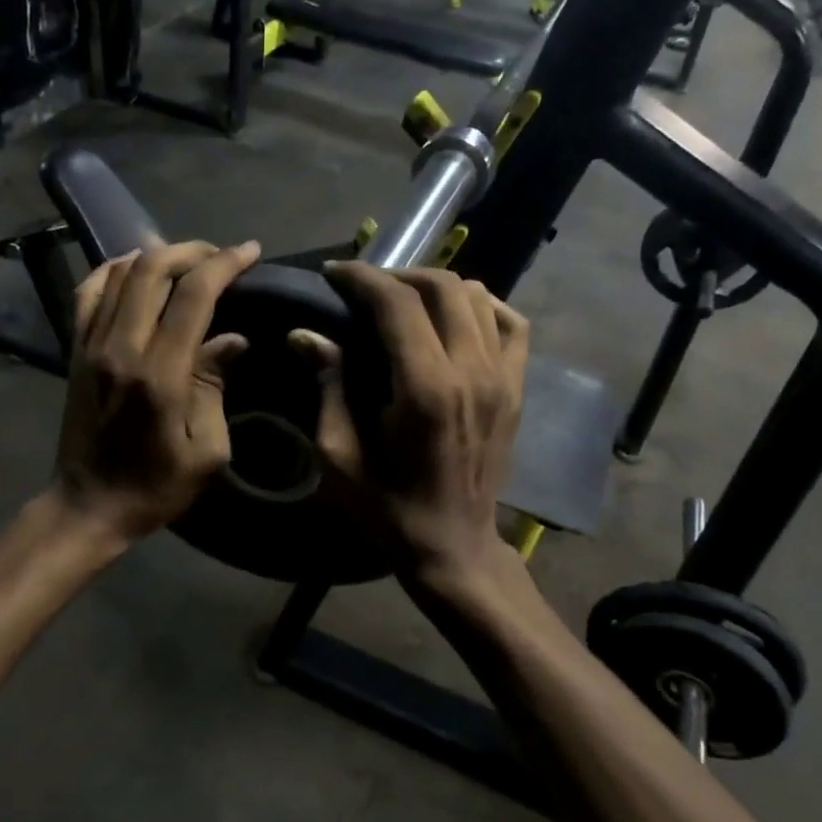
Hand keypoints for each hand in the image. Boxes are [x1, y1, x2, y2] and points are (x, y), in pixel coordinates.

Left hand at [52, 239, 260, 546]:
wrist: (88, 506)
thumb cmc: (155, 488)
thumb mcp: (205, 452)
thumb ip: (215, 387)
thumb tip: (232, 340)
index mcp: (159, 375)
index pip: (193, 295)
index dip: (225, 264)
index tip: (251, 253)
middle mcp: (120, 348)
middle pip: (154, 269)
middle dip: (194, 251)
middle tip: (222, 256)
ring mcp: (91, 345)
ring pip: (121, 272)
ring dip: (158, 255)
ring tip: (187, 261)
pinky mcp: (74, 350)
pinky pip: (88, 291)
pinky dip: (114, 268)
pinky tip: (136, 267)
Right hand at [290, 262, 528, 577]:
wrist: (453, 546)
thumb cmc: (387, 507)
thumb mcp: (338, 454)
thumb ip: (327, 386)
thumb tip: (305, 334)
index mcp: (423, 388)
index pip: (396, 303)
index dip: (361, 278)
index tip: (333, 275)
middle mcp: (470, 371)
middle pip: (441, 286)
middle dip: (396, 275)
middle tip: (364, 289)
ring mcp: (502, 377)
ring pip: (477, 296)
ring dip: (436, 286)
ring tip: (403, 301)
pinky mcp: (516, 388)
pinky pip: (512, 323)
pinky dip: (483, 306)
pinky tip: (456, 317)